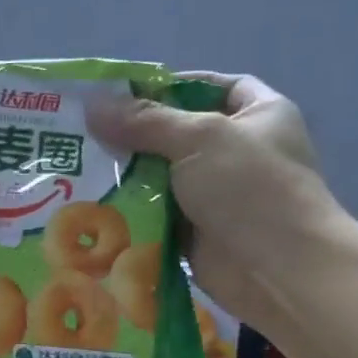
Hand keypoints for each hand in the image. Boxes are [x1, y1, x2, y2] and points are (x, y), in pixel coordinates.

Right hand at [90, 75, 345, 323]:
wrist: (279, 270)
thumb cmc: (251, 189)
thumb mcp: (199, 139)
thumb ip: (146, 121)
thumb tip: (93, 105)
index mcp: (257, 114)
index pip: (209, 87)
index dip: (169, 87)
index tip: (122, 95)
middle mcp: (238, 151)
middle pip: (177, 133)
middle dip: (135, 134)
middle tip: (84, 134)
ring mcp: (218, 195)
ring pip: (162, 177)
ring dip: (128, 175)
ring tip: (78, 168)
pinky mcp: (197, 232)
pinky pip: (157, 215)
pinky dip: (132, 212)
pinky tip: (94, 205)